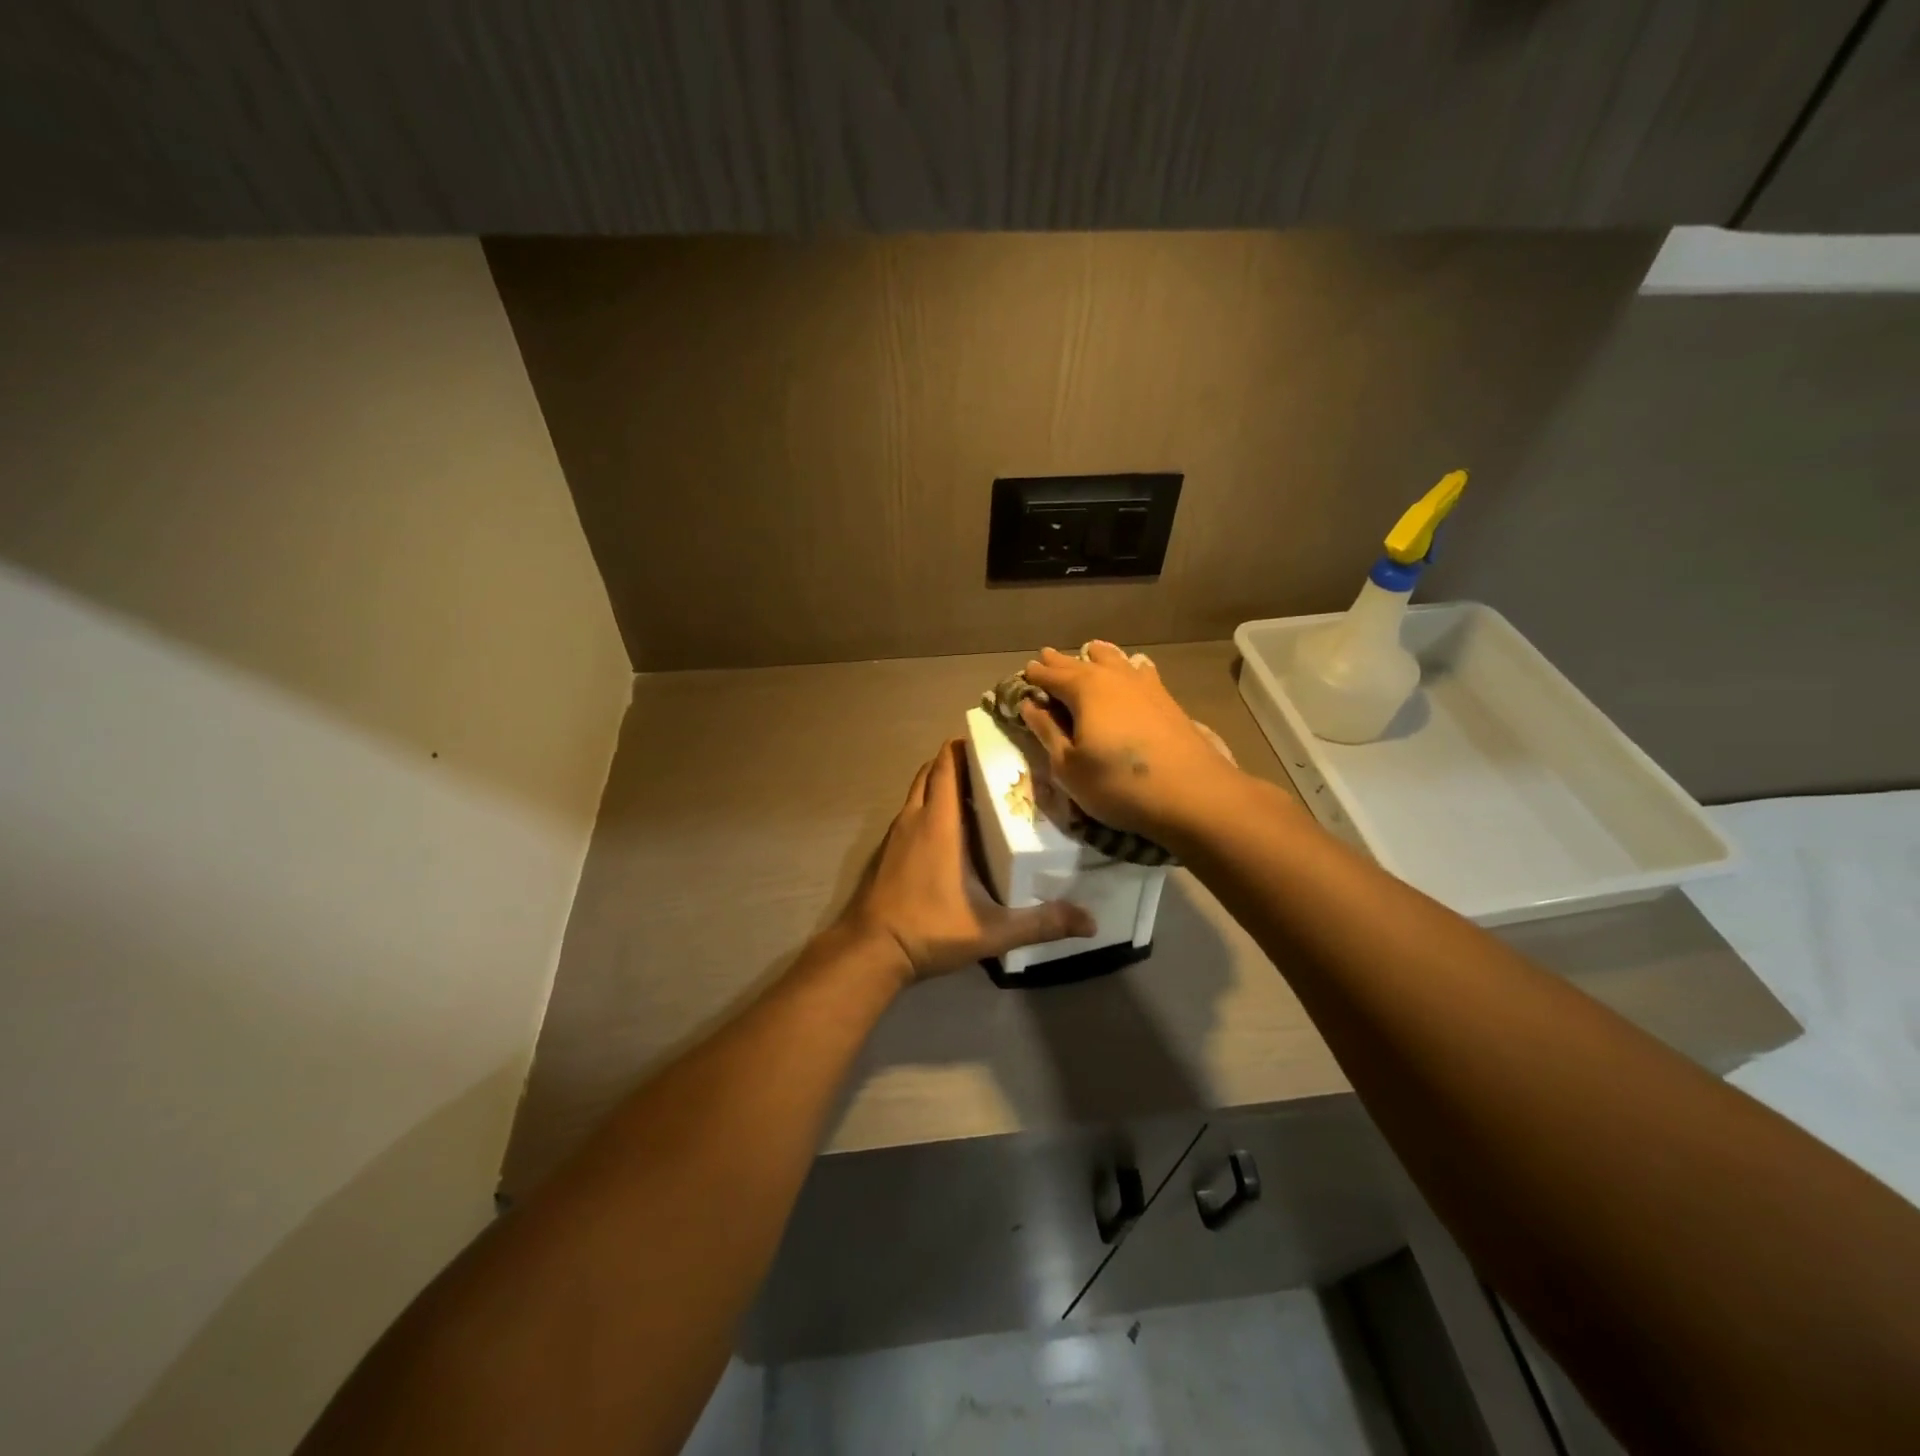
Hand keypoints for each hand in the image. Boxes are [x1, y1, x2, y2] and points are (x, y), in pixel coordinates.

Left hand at [840, 740, 1095, 982]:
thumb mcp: (992, 931)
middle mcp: (913, 818)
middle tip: (991, 769)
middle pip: (931, 771)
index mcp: (938, 823)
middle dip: (956, 761)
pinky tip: (949, 833)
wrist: (869, 951)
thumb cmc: (929, 929)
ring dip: (940, 785)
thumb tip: (1090, 922)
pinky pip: (909, 814)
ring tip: (976, 796)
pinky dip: (927, 808)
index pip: (946, 764)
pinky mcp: (886, 851)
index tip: (992, 742)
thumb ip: (1041, 923)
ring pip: (917, 792)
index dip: (965, 746)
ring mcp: (895, 834)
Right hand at [1018, 642, 1244, 846]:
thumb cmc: (1117, 784)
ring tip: (1088, 652)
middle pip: (1080, 663)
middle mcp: (1112, 677)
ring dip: (1096, 657)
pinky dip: (1128, 666)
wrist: (1191, 793)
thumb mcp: (1068, 766)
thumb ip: (1046, 731)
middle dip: (1060, 662)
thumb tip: (1029, 704)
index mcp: (1083, 690)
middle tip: (1046, 657)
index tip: (1024, 674)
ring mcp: (1144, 685)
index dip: (1035, 676)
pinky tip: (1133, 667)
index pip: (1051, 676)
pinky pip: (1140, 671)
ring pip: (1114, 660)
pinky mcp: (1167, 700)